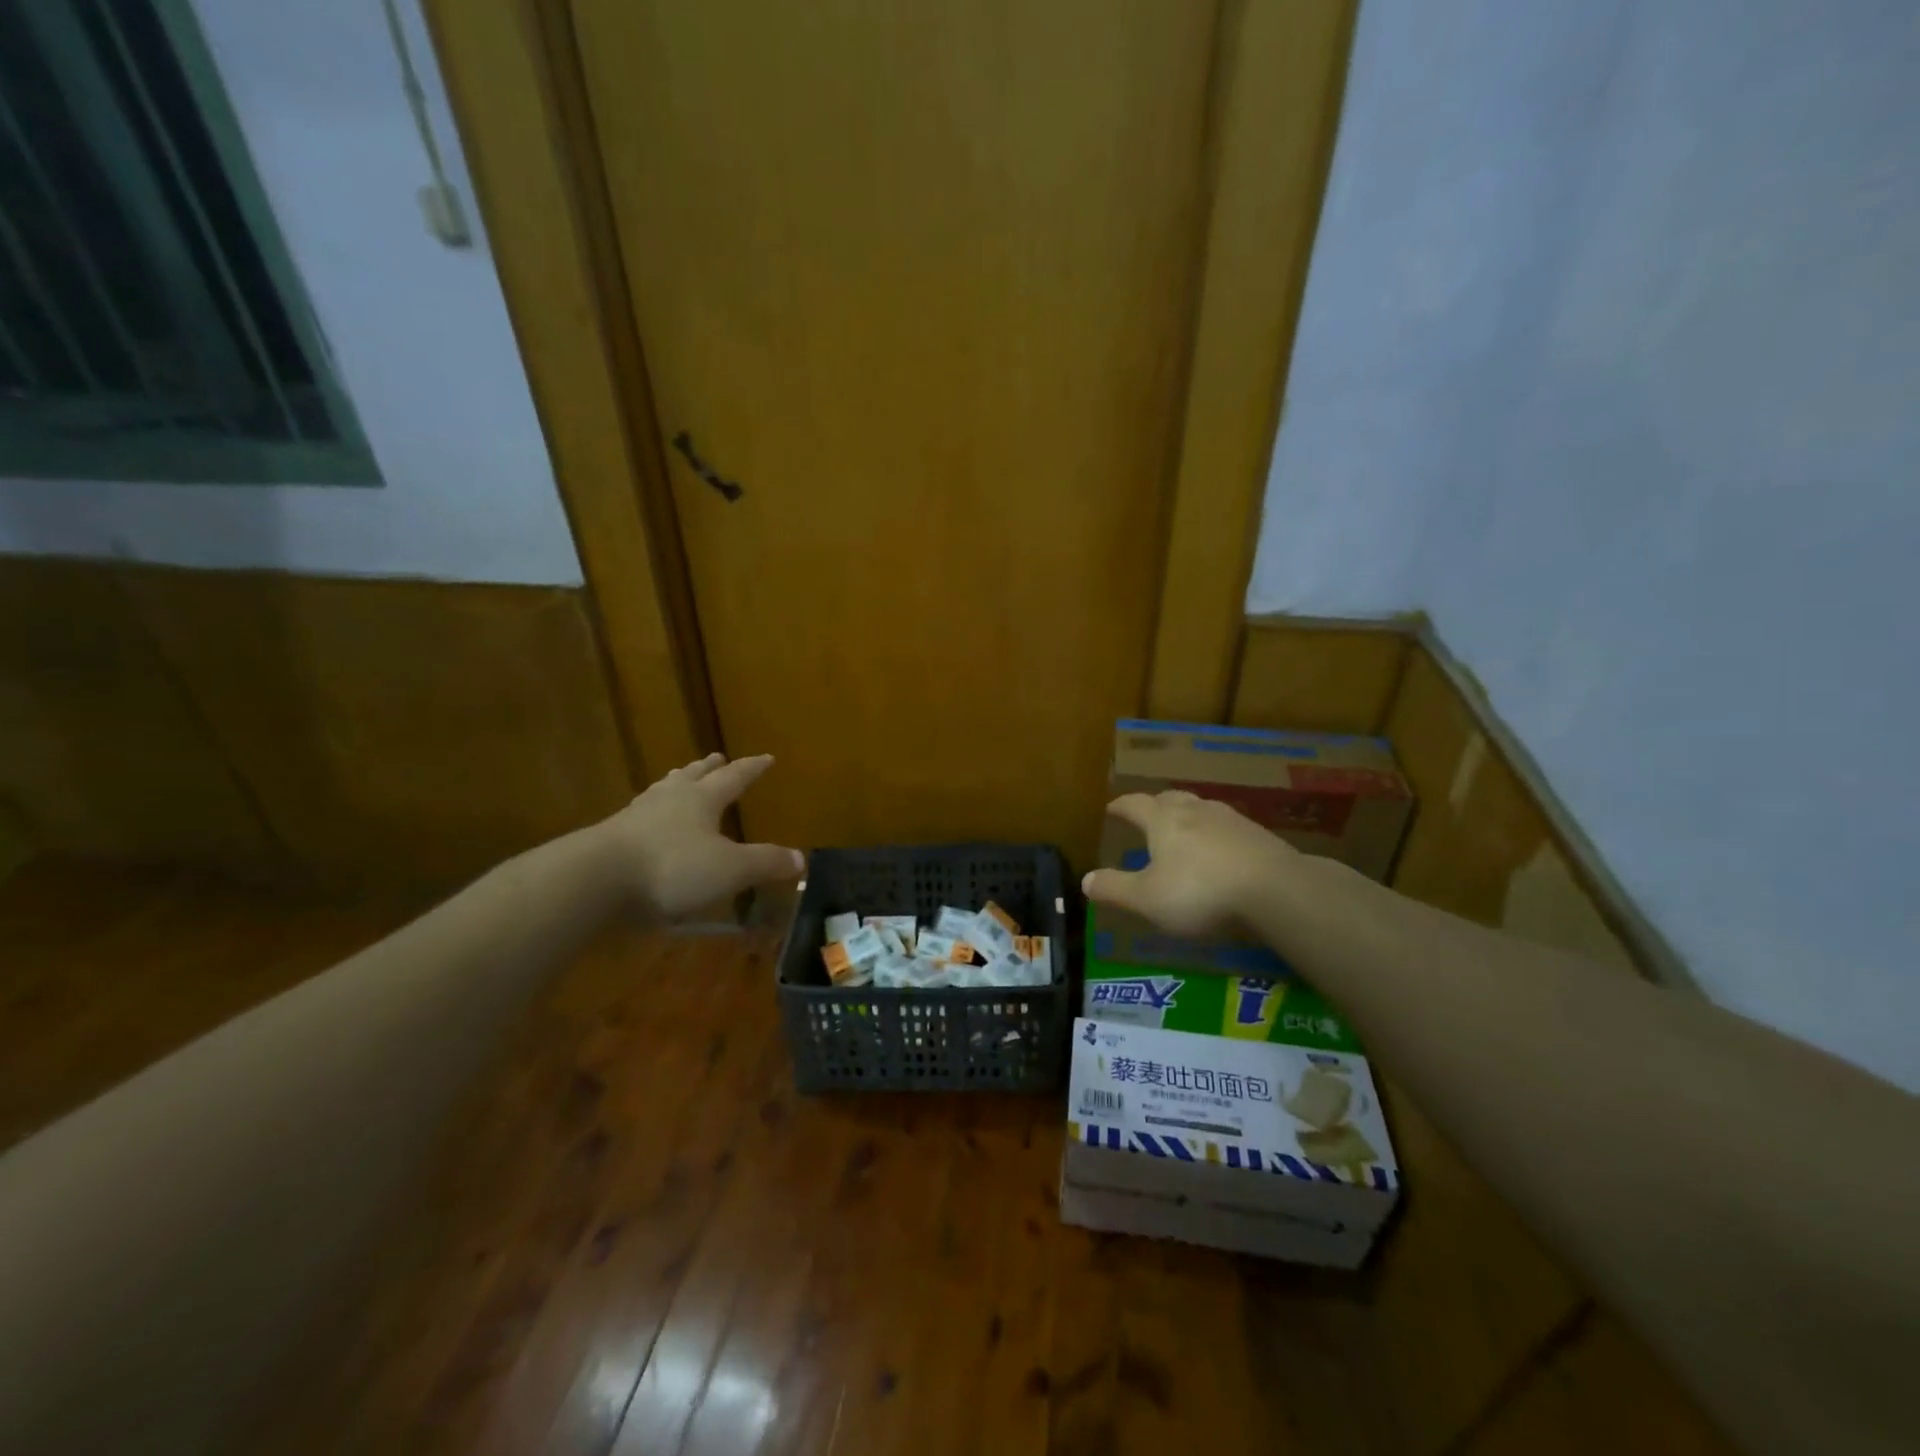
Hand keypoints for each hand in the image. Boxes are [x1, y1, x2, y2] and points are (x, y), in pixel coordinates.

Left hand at [596, 752, 802, 917]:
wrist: (596, 879)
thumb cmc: (672, 867)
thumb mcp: (730, 869)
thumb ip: (766, 862)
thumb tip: (801, 859)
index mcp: (702, 799)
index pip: (735, 777)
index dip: (752, 768)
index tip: (767, 757)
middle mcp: (671, 798)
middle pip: (693, 776)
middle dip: (708, 768)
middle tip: (716, 758)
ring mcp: (637, 815)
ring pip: (663, 790)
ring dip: (676, 782)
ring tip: (679, 778)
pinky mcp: (612, 836)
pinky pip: (640, 815)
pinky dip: (651, 812)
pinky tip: (646, 820)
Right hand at [1081, 791, 1300, 936]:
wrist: (1276, 890)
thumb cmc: (1200, 892)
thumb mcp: (1147, 899)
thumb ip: (1115, 889)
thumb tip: (1085, 880)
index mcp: (1163, 820)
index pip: (1135, 804)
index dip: (1121, 806)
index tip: (1111, 808)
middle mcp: (1195, 811)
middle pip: (1170, 798)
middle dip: (1155, 804)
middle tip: (1147, 814)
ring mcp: (1230, 820)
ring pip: (1201, 809)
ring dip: (1187, 815)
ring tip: (1182, 829)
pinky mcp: (1258, 835)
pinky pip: (1226, 827)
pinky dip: (1214, 833)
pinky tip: (1219, 851)